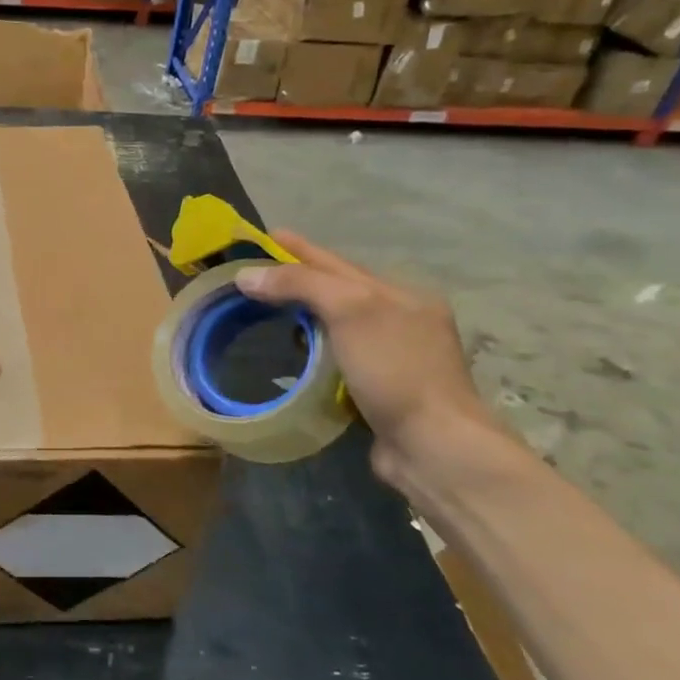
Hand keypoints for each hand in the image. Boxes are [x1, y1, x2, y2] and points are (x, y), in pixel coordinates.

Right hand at [234, 233, 503, 489]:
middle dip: (300, 279)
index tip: (264, 235)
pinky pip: (337, 359)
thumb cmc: (394, 369)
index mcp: (398, 295)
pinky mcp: (380, 391)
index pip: (335, 263)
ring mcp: (392, 358)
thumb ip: (299, 285)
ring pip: (338, 325)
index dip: (298, 249)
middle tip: (257, 274)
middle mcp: (399, 320)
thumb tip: (246, 275)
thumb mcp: (350, 311)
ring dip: (305, 316)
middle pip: (339, 291)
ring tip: (269, 312)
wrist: (433, 445)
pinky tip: (296, 357)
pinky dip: (314, 352)